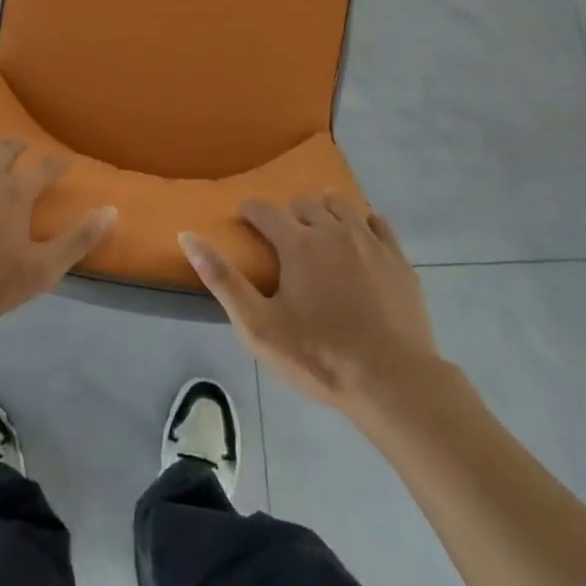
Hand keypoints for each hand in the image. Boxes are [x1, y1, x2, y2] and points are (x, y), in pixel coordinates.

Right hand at [181, 194, 438, 412]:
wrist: (393, 381)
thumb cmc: (319, 356)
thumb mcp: (258, 326)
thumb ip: (222, 279)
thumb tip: (187, 236)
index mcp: (297, 243)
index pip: (264, 210)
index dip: (250, 212)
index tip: (245, 221)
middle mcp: (332, 230)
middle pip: (305, 203)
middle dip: (289, 213)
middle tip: (284, 238)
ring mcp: (369, 241)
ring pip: (341, 205)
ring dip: (325, 211)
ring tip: (320, 233)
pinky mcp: (398, 258)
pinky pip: (378, 222)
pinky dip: (363, 223)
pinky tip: (359, 241)